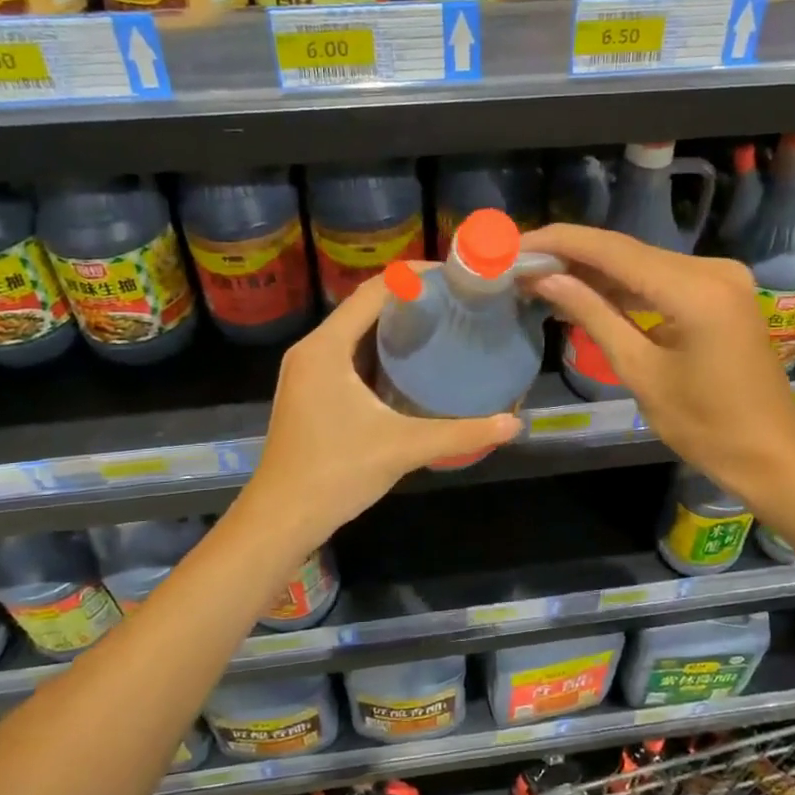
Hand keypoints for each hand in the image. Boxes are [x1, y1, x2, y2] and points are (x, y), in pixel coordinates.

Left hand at [242, 268, 521, 551]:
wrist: (281, 518)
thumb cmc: (336, 473)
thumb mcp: (403, 447)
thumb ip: (460, 433)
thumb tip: (513, 424)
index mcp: (326, 348)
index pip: (373, 291)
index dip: (413, 277)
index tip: (453, 276)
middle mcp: (312, 350)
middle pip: (363, 306)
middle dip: (408, 298)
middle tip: (455, 301)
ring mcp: (307, 372)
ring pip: (355, 331)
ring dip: (393, 324)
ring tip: (441, 323)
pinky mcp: (310, 392)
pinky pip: (348, 354)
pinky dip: (379, 349)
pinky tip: (411, 363)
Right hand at [521, 224, 794, 495]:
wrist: (770, 450)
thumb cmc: (705, 424)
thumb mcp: (640, 371)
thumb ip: (594, 316)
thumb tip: (546, 279)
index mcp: (695, 290)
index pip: (614, 251)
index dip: (561, 243)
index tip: (518, 244)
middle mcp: (712, 269)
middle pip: (628, 251)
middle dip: (572, 255)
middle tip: (522, 262)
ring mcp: (721, 277)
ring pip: (643, 263)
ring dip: (595, 270)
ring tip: (543, 276)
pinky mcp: (720, 291)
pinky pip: (662, 278)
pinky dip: (625, 285)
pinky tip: (586, 290)